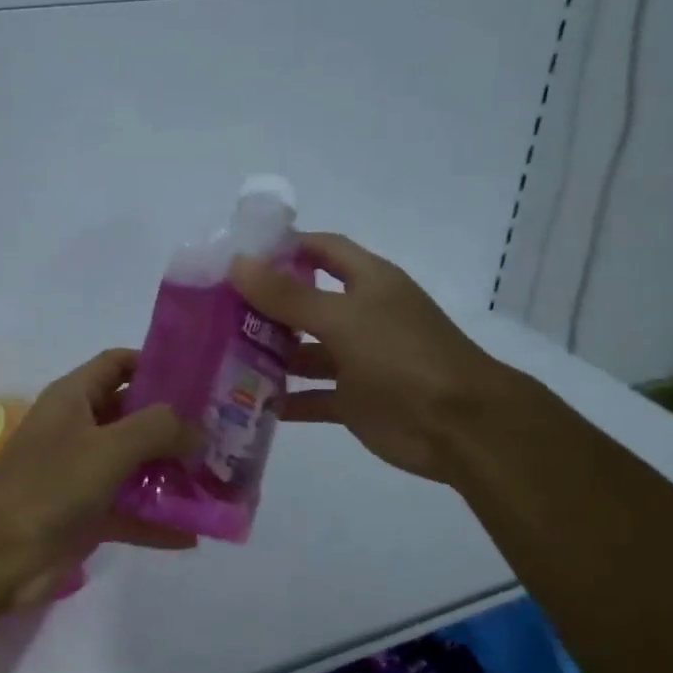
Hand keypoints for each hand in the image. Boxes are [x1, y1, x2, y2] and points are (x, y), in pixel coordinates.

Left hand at [0, 350, 197, 605]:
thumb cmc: (49, 485)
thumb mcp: (108, 446)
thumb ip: (159, 429)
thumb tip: (199, 429)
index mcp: (74, 398)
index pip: (118, 364)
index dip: (156, 363)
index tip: (202, 377)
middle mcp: (79, 430)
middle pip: (134, 416)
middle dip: (176, 425)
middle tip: (225, 433)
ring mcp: (82, 474)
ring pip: (136, 466)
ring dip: (172, 474)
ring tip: (220, 481)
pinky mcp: (86, 515)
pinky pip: (130, 511)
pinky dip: (158, 520)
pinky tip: (195, 532)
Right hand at [231, 233, 507, 485]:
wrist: (458, 425)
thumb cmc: (402, 357)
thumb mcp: (344, 320)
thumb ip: (289, 296)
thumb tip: (238, 263)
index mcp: (368, 283)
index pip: (322, 250)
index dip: (285, 247)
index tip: (239, 256)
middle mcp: (361, 316)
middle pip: (306, 302)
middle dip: (265, 306)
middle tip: (215, 312)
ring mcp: (357, 361)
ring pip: (304, 352)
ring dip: (270, 355)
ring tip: (221, 358)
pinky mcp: (354, 401)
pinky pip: (312, 397)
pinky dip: (286, 401)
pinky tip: (248, 404)